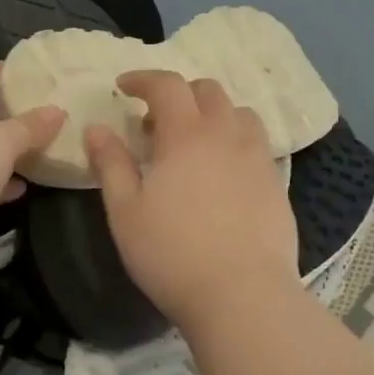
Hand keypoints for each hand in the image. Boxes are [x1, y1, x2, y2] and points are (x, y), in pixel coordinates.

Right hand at [87, 71, 299, 331]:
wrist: (242, 295)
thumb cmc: (172, 254)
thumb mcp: (125, 211)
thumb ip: (110, 164)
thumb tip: (96, 128)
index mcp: (186, 135)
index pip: (167, 85)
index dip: (143, 79)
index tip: (124, 88)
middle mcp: (226, 135)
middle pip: (208, 91)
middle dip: (179, 94)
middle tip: (156, 123)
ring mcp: (258, 159)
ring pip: (239, 114)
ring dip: (213, 114)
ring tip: (194, 143)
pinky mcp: (277, 184)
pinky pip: (256, 144)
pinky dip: (235, 141)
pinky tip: (223, 173)